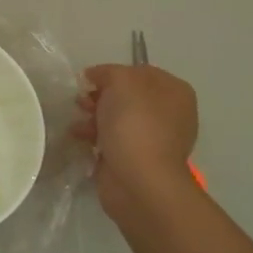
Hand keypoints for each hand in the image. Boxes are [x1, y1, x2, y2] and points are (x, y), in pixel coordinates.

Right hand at [72, 63, 198, 228]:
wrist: (138, 181)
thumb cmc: (135, 124)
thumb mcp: (121, 81)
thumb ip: (108, 72)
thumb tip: (95, 77)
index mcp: (174, 92)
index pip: (140, 71)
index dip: (112, 73)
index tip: (89, 80)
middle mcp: (168, 114)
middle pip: (127, 96)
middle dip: (100, 96)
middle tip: (82, 101)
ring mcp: (153, 139)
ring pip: (117, 118)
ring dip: (94, 116)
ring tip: (78, 122)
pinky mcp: (135, 160)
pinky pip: (111, 140)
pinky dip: (94, 137)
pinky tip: (78, 137)